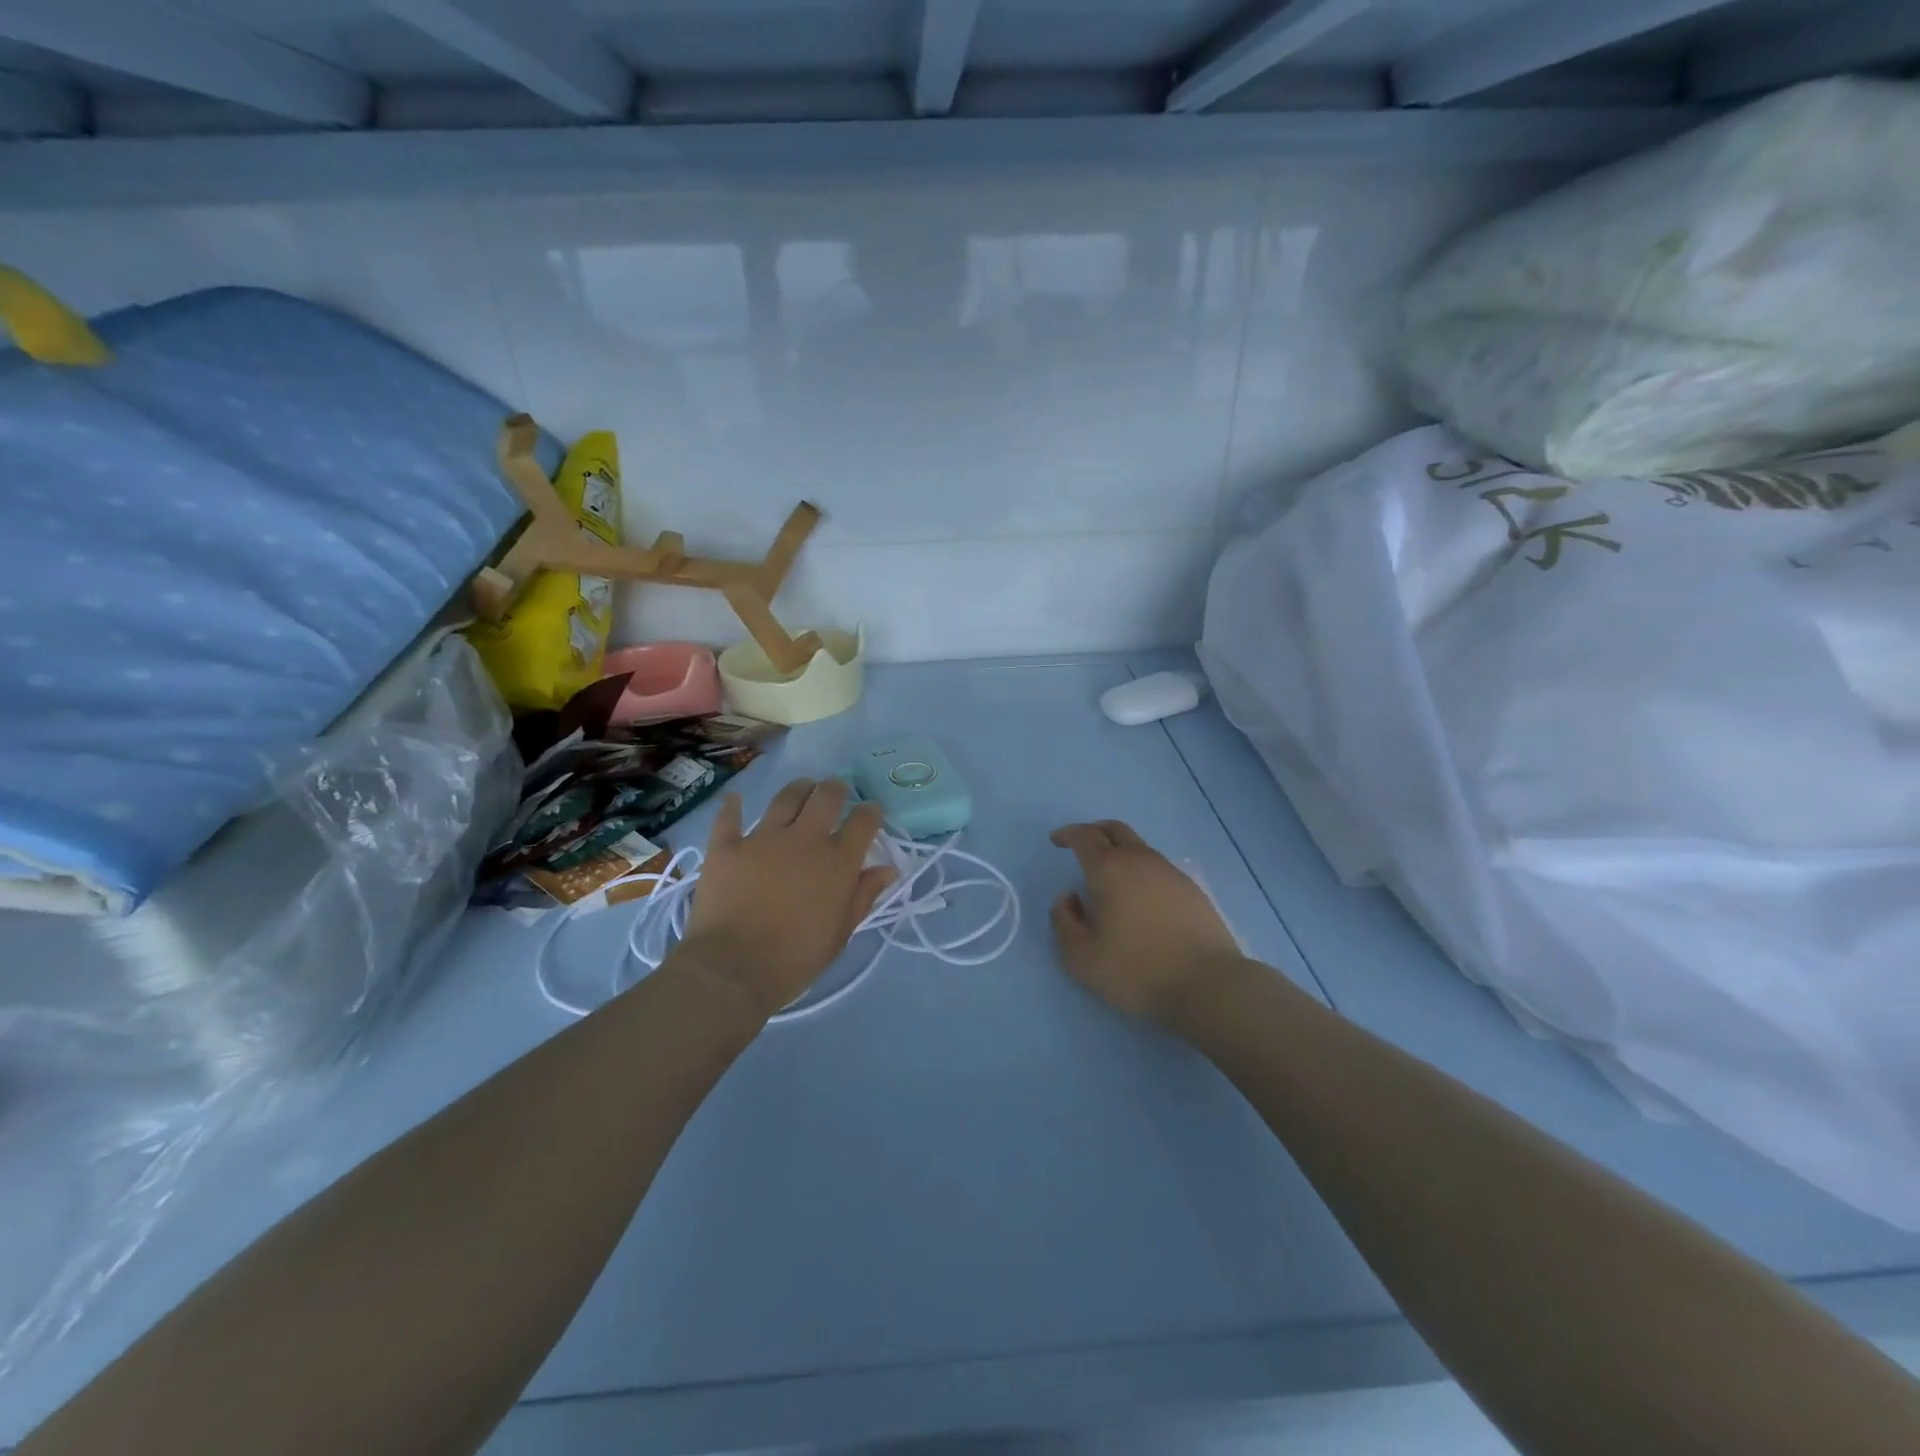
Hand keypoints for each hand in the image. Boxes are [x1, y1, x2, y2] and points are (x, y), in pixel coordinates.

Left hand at [677, 779, 895, 1021]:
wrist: (732, 970)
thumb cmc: (795, 959)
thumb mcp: (840, 933)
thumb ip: (863, 896)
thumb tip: (887, 869)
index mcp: (837, 862)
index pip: (863, 821)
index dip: (871, 812)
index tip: (871, 814)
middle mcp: (804, 839)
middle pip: (826, 796)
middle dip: (836, 790)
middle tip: (836, 794)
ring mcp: (762, 838)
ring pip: (785, 798)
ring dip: (798, 789)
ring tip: (802, 789)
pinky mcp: (726, 846)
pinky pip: (729, 817)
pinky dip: (733, 807)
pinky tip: (736, 800)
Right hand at [1049, 820, 1245, 1026]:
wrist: (1208, 985)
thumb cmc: (1136, 970)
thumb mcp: (1081, 957)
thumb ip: (1064, 921)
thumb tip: (1068, 898)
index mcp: (1109, 869)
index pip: (1085, 837)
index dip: (1068, 834)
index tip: (1057, 841)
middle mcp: (1140, 861)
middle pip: (1115, 830)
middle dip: (1094, 832)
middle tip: (1082, 845)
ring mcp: (1170, 873)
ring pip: (1139, 848)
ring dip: (1120, 852)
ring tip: (1110, 878)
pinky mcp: (1192, 890)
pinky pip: (1158, 868)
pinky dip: (1141, 871)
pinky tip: (1140, 898)